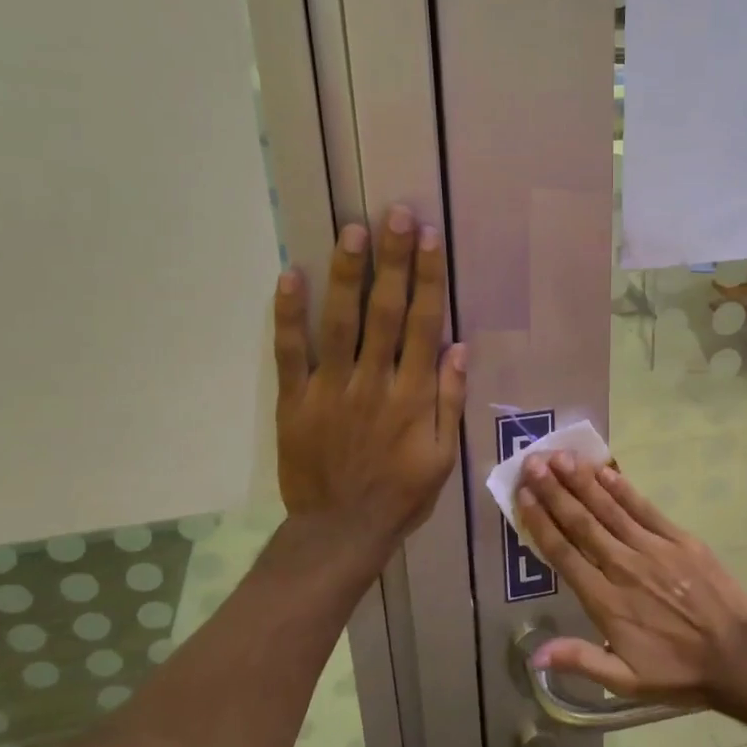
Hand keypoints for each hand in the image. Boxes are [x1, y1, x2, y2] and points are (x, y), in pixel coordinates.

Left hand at [273, 206, 466, 554]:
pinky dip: (289, 315)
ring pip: (340, 323)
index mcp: (413, 397)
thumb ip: (449, 401)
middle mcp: (374, 383)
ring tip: (352, 231)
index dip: (428, 279)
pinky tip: (290, 275)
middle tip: (395, 214)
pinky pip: (290, 353)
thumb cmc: (400, 495)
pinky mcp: (295, 402)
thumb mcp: (443, 457)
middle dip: (392, 261)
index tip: (430, 239)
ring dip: (346, 274)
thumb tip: (457, 347)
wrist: (341, 532)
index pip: (423, 325)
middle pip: (385, 312)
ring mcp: (330, 390)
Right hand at [516, 454, 746, 707]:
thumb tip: (534, 655)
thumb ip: (580, 660)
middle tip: (533, 462)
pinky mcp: (679, 538)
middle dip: (554, 491)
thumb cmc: (677, 671)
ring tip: (560, 457)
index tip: (522, 495)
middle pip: (581, 522)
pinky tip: (604, 470)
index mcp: (605, 600)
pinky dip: (622, 488)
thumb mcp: (625, 680)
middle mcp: (623, 566)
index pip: (564, 553)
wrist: (737, 656)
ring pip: (609, 508)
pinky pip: (644, 508)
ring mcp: (652, 548)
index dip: (540, 522)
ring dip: (582, 481)